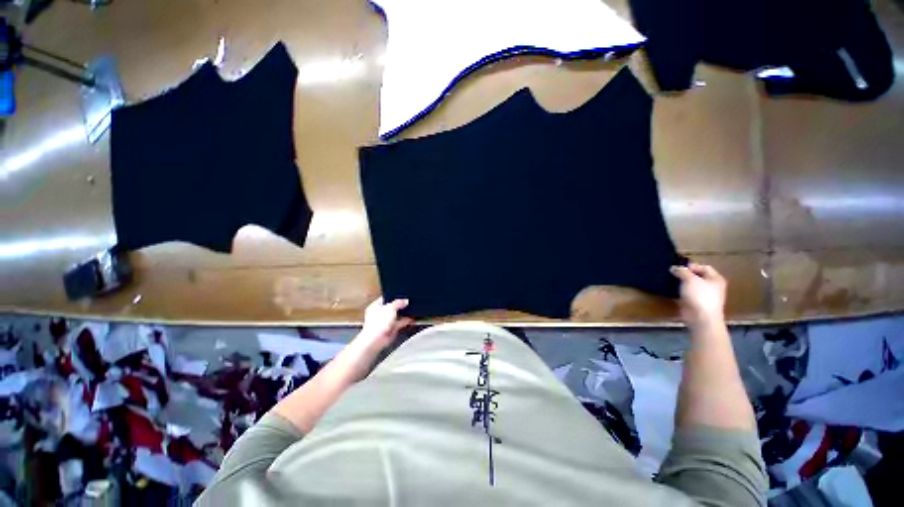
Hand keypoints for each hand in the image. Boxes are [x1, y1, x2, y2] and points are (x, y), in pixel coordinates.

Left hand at [357, 297, 413, 349]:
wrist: (376, 340)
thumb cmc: (379, 321)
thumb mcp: (390, 307)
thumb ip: (398, 302)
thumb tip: (406, 301)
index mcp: (375, 306)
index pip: (386, 298)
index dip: (394, 296)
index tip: (403, 293)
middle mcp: (380, 313)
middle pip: (392, 307)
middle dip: (401, 305)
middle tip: (410, 300)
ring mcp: (386, 322)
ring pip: (397, 315)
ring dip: (404, 313)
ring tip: (414, 307)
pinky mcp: (392, 329)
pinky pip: (400, 322)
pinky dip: (406, 320)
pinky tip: (413, 317)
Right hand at [670, 263, 726, 329]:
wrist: (701, 318)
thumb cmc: (700, 296)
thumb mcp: (690, 279)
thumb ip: (682, 271)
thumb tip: (674, 268)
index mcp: (716, 279)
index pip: (704, 267)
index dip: (691, 266)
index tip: (678, 267)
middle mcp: (711, 286)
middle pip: (697, 276)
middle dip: (684, 274)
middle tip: (672, 273)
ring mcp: (703, 296)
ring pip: (690, 285)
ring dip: (680, 283)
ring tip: (669, 280)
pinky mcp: (694, 303)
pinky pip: (685, 294)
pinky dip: (678, 291)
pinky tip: (670, 290)